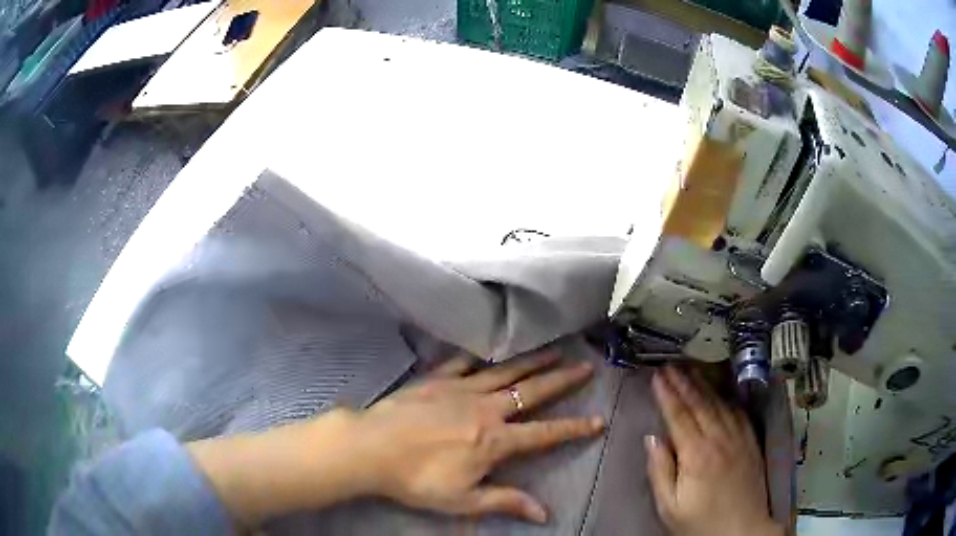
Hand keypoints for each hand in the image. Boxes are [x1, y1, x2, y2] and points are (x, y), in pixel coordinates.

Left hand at [350, 350, 603, 522]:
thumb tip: (545, 513)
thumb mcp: (463, 500)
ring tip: (555, 351)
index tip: (598, 420)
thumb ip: (505, 501)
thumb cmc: (417, 479)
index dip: (573, 428)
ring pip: (506, 372)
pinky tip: (492, 351)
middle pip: (532, 392)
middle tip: (585, 367)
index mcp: (494, 440)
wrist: (371, 447)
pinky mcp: (437, 378)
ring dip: (533, 362)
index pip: (544, 433)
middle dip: (562, 380)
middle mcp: (485, 408)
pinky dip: (482, 357)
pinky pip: (465, 363)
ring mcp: (461, 388)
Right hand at [645, 367, 783, 535]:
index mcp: (697, 455)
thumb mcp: (670, 507)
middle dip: (683, 383)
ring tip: (690, 371)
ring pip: (719, 404)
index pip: (679, 417)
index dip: (667, 395)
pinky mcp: (751, 441)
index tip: (657, 376)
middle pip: (699, 404)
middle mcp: (720, 439)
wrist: (741, 530)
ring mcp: (738, 438)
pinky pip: (738, 412)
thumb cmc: (700, 523)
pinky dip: (725, 398)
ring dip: (703, 385)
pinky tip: (720, 393)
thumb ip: (660, 471)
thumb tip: (652, 439)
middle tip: (670, 366)